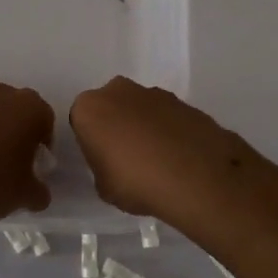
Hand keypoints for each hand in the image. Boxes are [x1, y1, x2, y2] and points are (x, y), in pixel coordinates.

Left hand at [0, 80, 54, 227]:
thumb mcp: (27, 195)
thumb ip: (40, 190)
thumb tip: (38, 192)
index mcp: (31, 107)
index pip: (46, 121)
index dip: (43, 144)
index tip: (36, 165)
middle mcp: (3, 94)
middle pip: (18, 112)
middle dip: (19, 132)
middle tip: (14, 161)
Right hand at [69, 77, 245, 220]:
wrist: (195, 176)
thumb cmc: (135, 181)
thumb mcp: (103, 186)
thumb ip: (103, 166)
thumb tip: (114, 163)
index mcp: (89, 107)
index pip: (82, 121)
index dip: (91, 141)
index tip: (102, 160)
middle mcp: (119, 90)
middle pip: (112, 106)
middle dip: (118, 125)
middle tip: (128, 157)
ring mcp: (155, 93)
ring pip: (142, 109)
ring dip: (146, 126)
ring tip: (159, 160)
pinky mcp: (185, 101)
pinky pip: (168, 117)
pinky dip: (170, 131)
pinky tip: (179, 158)